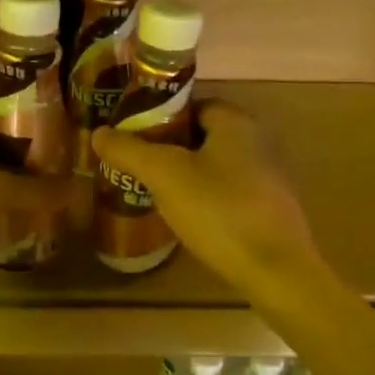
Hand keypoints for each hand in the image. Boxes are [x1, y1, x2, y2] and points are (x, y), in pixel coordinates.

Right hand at [91, 101, 322, 295]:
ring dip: (185, 175)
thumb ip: (130, 151)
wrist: (275, 270)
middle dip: (168, 149)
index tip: (132, 138)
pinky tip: (184, 217)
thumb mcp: (165, 176)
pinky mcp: (268, 207)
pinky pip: (227, 190)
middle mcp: (257, 140)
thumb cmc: (219, 211)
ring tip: (152, 193)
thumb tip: (99, 133)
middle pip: (201, 135)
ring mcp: (266, 175)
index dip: (159, 118)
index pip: (191, 104)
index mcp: (236, 122)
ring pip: (213, 165)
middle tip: (136, 167)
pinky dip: (204, 197)